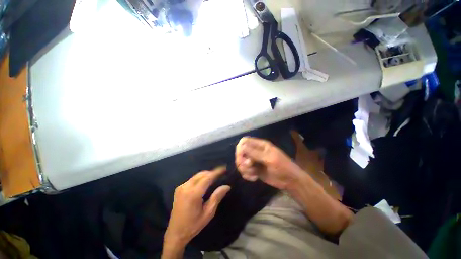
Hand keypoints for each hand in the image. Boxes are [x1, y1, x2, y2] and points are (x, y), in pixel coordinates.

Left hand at [164, 166, 230, 248]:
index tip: (224, 168)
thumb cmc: (193, 225)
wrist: (175, 233)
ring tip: (214, 177)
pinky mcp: (179, 189)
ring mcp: (181, 187)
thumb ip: (217, 197)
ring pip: (197, 175)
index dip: (217, 172)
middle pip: (202, 174)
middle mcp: (186, 187)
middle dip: (212, 172)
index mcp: (194, 194)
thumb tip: (227, 186)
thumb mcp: (208, 213)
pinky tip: (204, 182)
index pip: (208, 178)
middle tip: (220, 174)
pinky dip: (200, 178)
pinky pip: (192, 179)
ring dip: (206, 174)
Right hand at [235, 136, 302, 189]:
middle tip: (249, 166)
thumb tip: (241, 147)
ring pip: (241, 163)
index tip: (241, 158)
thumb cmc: (283, 166)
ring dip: (245, 170)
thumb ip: (255, 153)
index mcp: (260, 145)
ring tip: (254, 174)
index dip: (240, 148)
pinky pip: (244, 171)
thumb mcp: (270, 159)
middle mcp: (255, 151)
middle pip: (240, 152)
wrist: (290, 181)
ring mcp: (253, 161)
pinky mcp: (253, 170)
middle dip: (242, 161)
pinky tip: (254, 178)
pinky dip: (247, 175)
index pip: (244, 141)